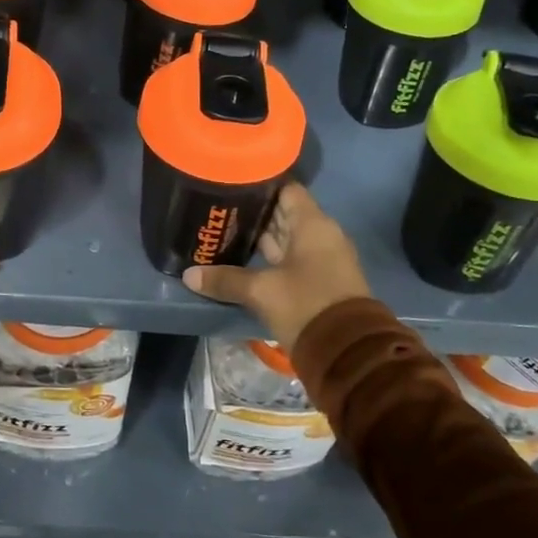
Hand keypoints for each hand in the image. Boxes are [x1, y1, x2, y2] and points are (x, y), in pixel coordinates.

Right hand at [181, 183, 369, 349]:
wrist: (348, 353)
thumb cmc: (306, 305)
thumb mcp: (262, 291)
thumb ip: (226, 280)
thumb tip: (189, 275)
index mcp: (312, 224)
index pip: (286, 188)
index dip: (260, 184)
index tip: (232, 183)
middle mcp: (320, 234)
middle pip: (284, 213)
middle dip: (254, 212)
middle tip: (219, 208)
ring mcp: (322, 258)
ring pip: (287, 237)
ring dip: (260, 236)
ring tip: (225, 230)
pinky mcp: (319, 280)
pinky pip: (291, 258)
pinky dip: (270, 256)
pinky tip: (243, 258)